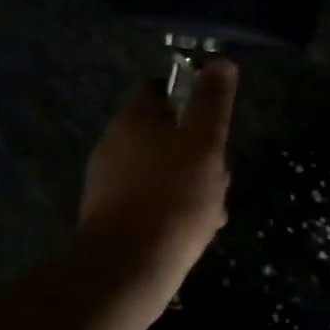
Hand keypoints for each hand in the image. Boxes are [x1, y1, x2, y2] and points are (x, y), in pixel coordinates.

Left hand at [79, 59, 236, 304]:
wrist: (128, 269)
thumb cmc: (173, 197)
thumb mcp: (205, 143)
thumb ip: (213, 102)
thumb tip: (220, 60)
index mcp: (133, 120)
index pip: (158, 88)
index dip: (188, 95)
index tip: (213, 117)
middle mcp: (114, 145)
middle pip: (163, 133)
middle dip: (196, 149)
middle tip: (221, 171)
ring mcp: (109, 183)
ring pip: (161, 170)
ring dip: (191, 182)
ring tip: (215, 208)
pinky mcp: (111, 217)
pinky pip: (151, 200)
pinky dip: (174, 208)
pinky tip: (196, 231)